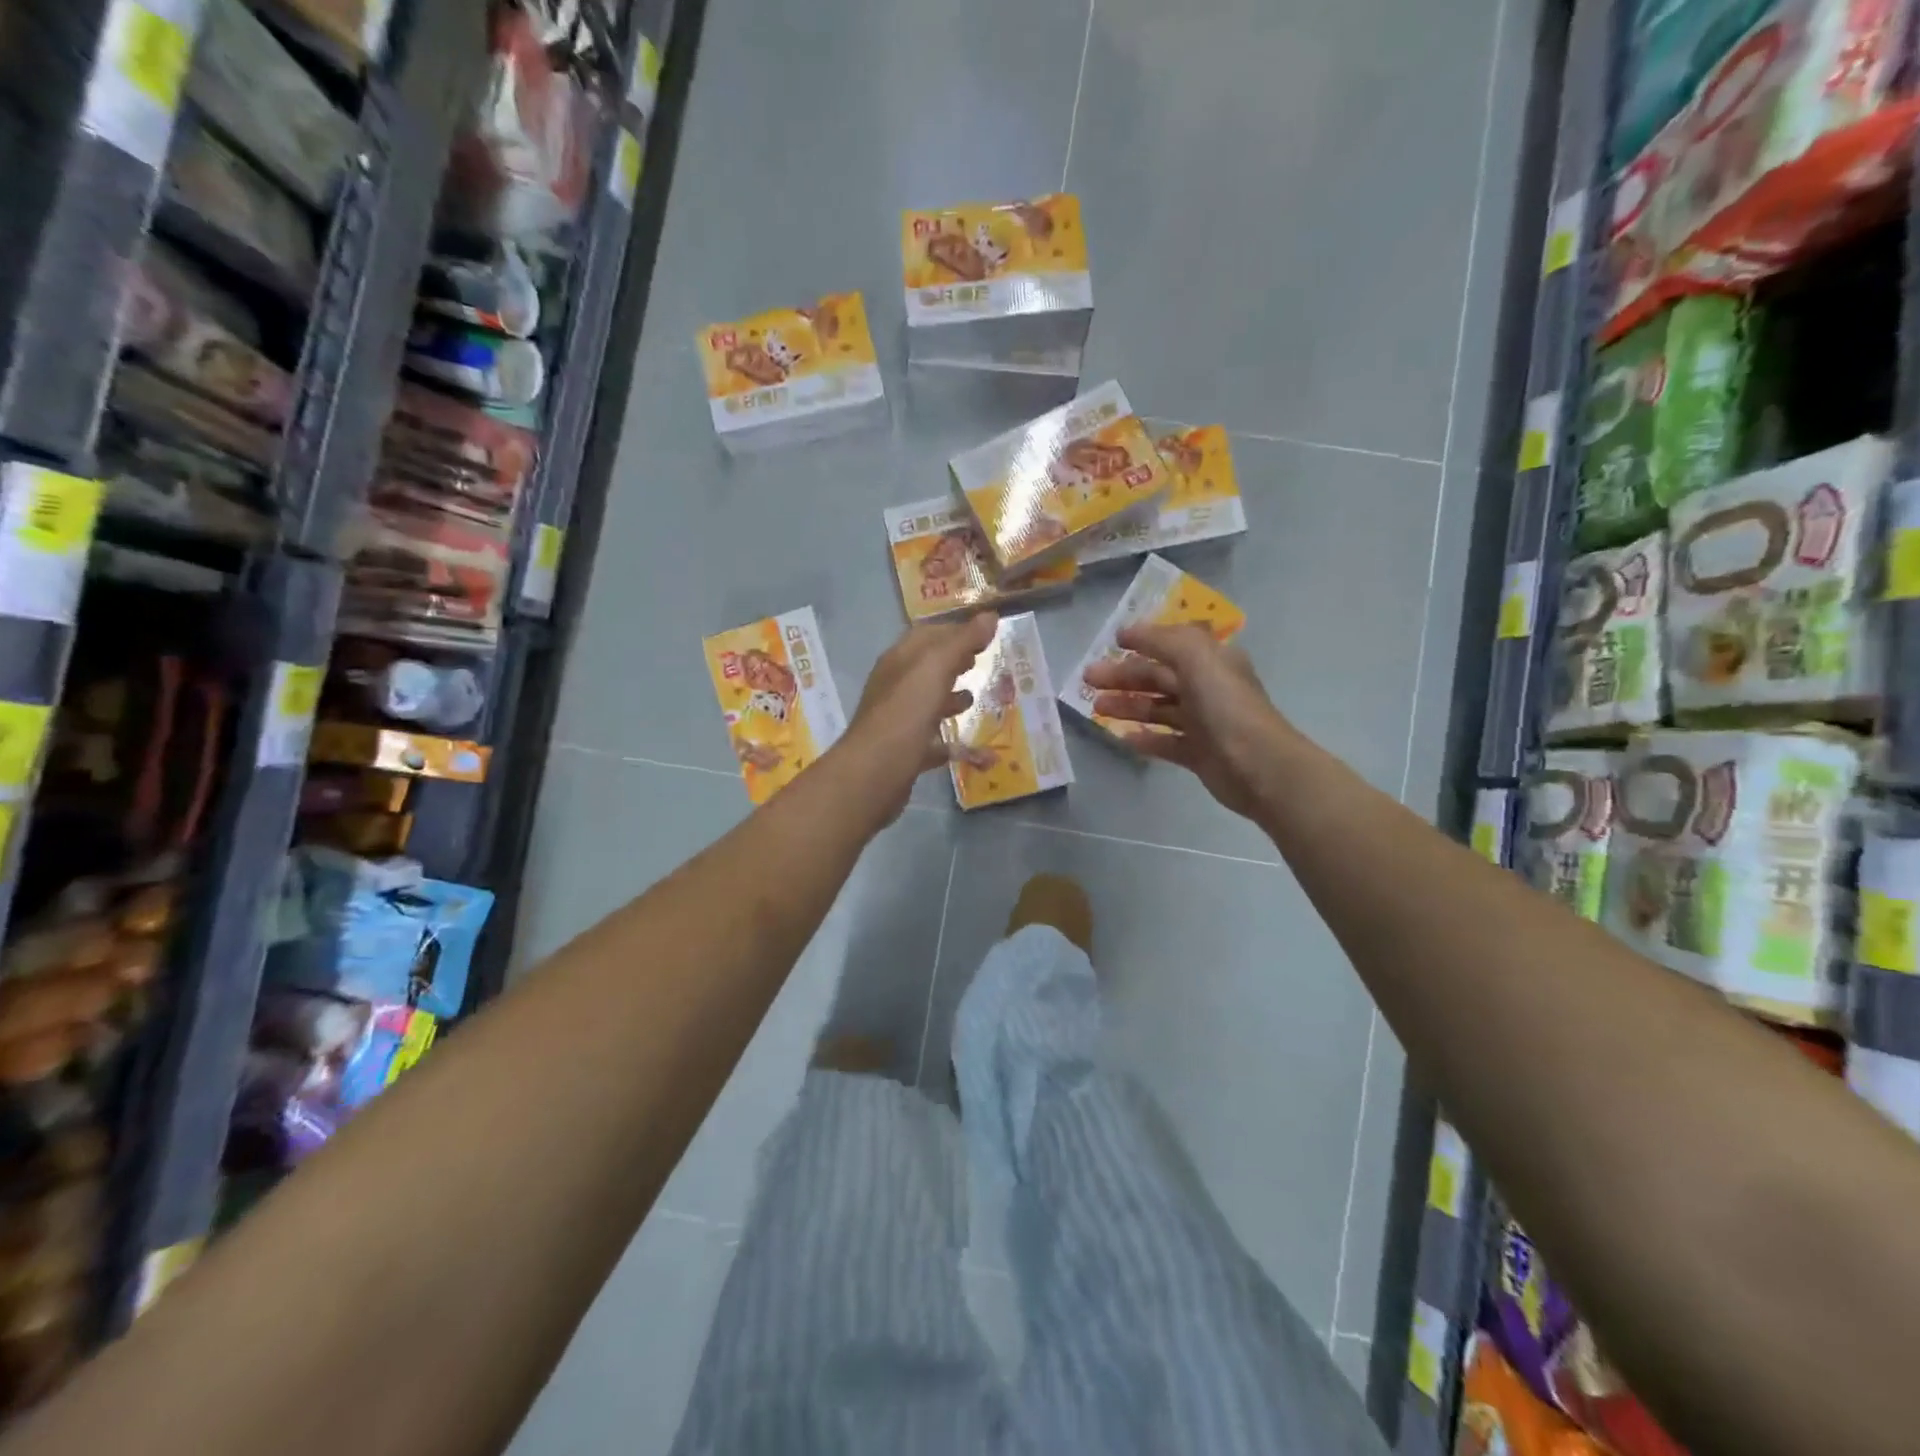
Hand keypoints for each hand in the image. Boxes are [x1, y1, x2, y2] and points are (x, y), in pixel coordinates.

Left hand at [835, 614, 997, 823]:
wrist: (876, 771)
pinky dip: (949, 740)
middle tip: (980, 661)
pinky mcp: (904, 752)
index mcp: (899, 661)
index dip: (954, 631)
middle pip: (926, 668)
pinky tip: (969, 747)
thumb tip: (990, 616)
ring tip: (974, 699)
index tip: (985, 633)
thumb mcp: (936, 668)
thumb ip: (962, 642)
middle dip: (952, 662)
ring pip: (926, 703)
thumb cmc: (906, 712)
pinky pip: (931, 741)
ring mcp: (898, 721)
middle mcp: (895, 687)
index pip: (926, 635)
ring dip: (949, 698)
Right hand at [1082, 623, 1295, 820]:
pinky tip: (1123, 737)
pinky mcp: (1198, 754)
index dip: (1143, 641)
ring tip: (1097, 708)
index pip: (1172, 645)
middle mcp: (1208, 688)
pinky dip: (1144, 738)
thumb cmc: (1226, 706)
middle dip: (1123, 676)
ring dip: (1128, 705)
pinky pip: (1165, 742)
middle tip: (1088, 679)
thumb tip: (1129, 631)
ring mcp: (1204, 723)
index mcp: (1212, 661)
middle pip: (1159, 677)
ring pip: (1158, 709)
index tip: (1111, 642)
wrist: (1258, 766)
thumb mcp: (1196, 657)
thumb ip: (1162, 640)